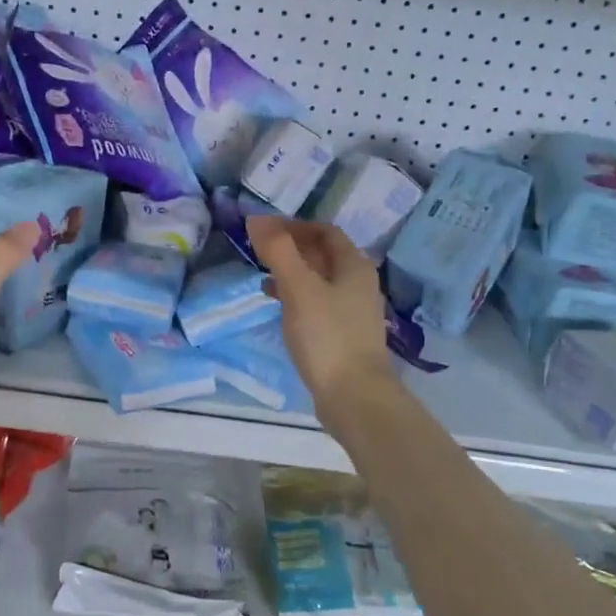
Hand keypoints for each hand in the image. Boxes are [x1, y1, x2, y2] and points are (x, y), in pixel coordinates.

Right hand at [247, 217, 393, 419]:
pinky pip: (316, 304)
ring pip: (318, 280)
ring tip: (262, 277)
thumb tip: (256, 218)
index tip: (264, 231)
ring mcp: (352, 311)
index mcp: (354, 266)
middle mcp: (358, 283)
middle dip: (291, 249)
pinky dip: (296, 297)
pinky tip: (278, 307)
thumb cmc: (327, 336)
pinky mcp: (342, 334)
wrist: (354, 397)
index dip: (294, 226)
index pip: (324, 232)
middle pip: (323, 255)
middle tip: (259, 252)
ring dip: (291, 273)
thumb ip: (278, 251)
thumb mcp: (298, 288)